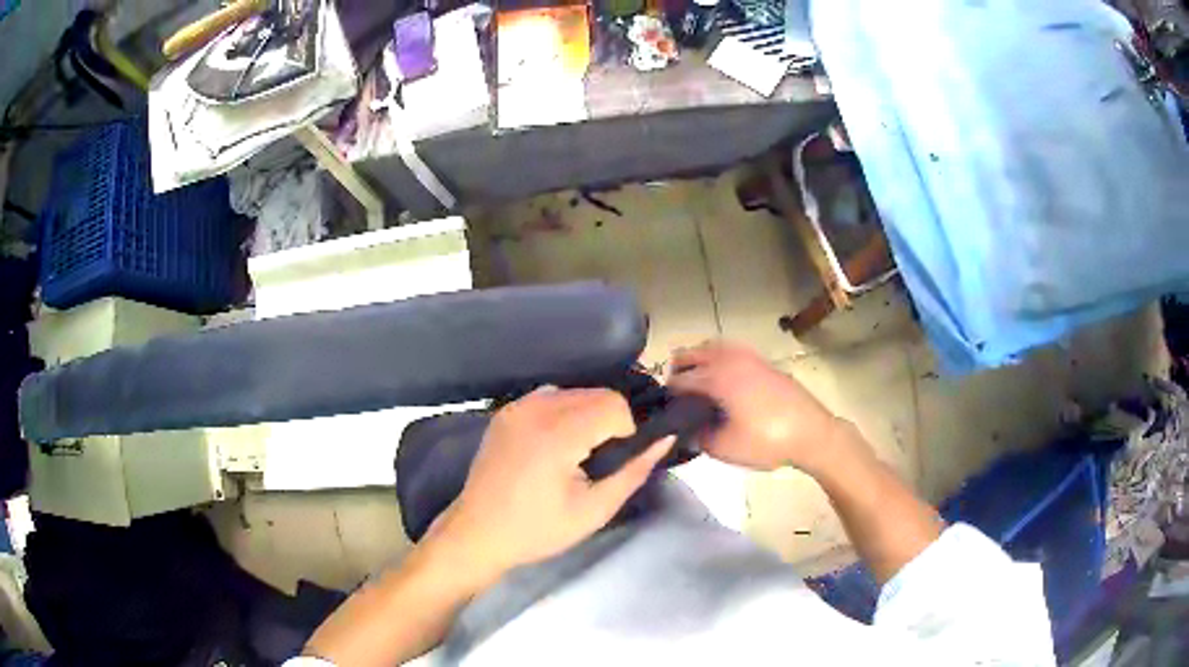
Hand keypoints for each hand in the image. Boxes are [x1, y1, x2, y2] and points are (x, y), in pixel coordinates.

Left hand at [434, 387, 673, 576]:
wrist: (478, 533)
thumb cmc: (537, 529)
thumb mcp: (594, 510)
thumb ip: (633, 471)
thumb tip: (665, 439)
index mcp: (557, 432)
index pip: (614, 404)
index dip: (625, 431)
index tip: (612, 462)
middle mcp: (536, 408)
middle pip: (597, 393)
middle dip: (609, 422)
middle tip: (597, 462)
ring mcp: (517, 406)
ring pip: (575, 392)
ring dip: (587, 416)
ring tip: (576, 455)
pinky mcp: (506, 411)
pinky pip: (550, 397)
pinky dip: (563, 413)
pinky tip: (553, 446)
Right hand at [667, 341, 844, 473]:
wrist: (812, 433)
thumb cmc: (767, 441)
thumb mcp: (725, 448)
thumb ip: (698, 437)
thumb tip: (686, 430)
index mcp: (717, 377)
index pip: (679, 380)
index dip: (667, 395)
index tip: (665, 412)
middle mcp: (730, 359)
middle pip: (691, 353)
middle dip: (679, 371)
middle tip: (678, 398)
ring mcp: (749, 356)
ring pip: (712, 347)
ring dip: (699, 361)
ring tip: (700, 387)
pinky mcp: (764, 362)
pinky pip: (731, 351)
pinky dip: (719, 360)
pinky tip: (725, 384)